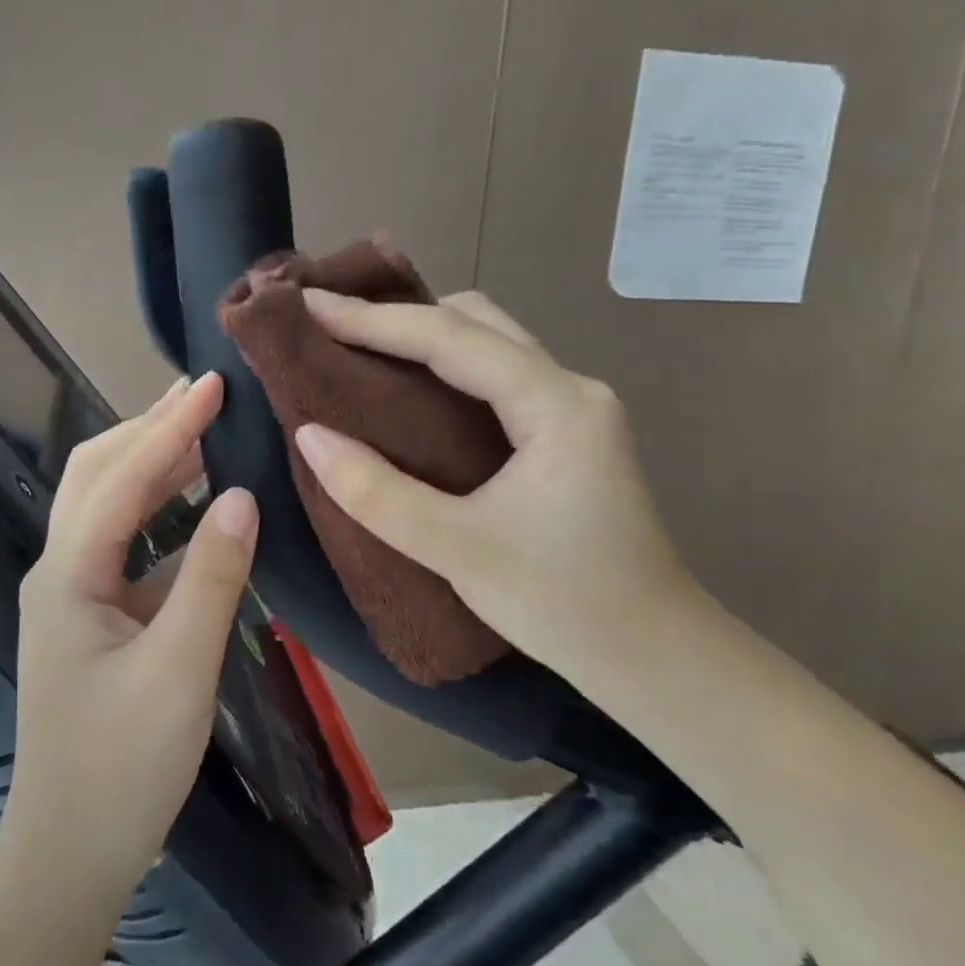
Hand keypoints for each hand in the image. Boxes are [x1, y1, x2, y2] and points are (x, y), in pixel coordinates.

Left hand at [3, 372, 258, 896]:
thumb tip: (243, 496)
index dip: (168, 426)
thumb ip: (212, 578)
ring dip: (151, 464)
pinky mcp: (89, 615)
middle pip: (97, 475)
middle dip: (147, 428)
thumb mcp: (180, 671)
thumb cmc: (121, 768)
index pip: (121, 478)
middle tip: (201, 393)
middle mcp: (58, 568)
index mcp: (68, 574)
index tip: (211, 383)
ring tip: (200, 430)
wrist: (69, 856)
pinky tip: (196, 506)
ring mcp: (70, 592)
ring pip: (107, 504)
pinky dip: (158, 512)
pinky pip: (124, 543)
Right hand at [291, 290, 702, 668]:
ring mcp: (569, 408)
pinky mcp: (561, 432)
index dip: (372, 319)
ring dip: (419, 335)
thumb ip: (377, 493)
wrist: (656, 659)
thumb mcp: (459, 551)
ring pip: (485, 341)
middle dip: (396, 314)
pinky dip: (440, 364)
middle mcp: (568, 387)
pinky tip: (404, 385)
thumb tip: (308, 435)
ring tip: (355, 346)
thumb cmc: (565, 605)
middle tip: (327, 324)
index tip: (308, 306)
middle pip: (473, 320)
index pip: (450, 337)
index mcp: (555, 404)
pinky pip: (490, 373)